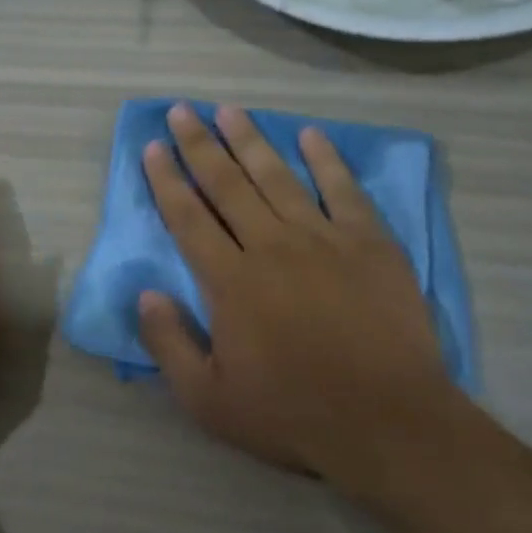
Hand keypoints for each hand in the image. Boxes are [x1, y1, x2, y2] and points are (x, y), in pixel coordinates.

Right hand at [138, 103, 453, 492]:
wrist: (387, 422)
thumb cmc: (292, 414)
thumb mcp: (208, 400)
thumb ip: (169, 343)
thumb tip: (145, 293)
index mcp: (230, 281)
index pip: (188, 217)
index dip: (166, 179)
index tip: (152, 148)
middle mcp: (270, 246)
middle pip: (226, 184)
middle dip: (200, 145)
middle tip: (182, 110)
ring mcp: (323, 238)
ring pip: (277, 177)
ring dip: (250, 140)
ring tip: (229, 110)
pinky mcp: (369, 242)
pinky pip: (342, 189)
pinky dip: (325, 159)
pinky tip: (310, 135)